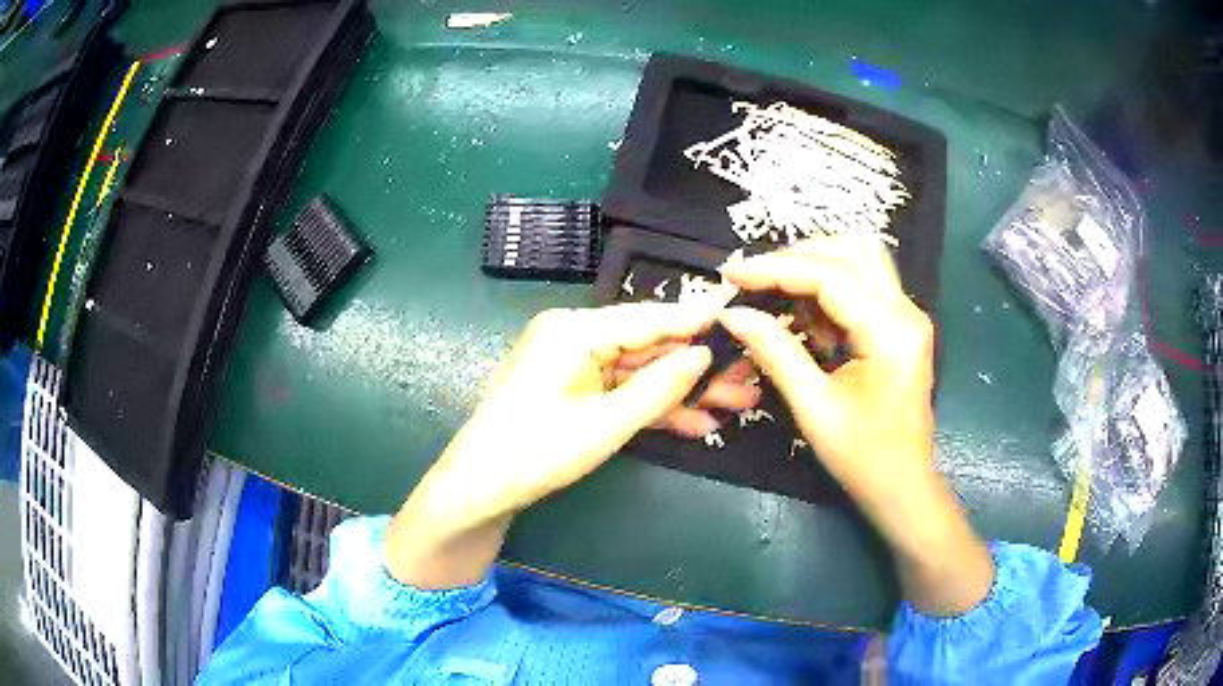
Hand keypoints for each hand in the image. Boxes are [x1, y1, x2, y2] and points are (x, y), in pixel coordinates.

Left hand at [387, 302, 756, 587]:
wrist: (480, 489)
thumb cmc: (537, 453)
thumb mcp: (606, 424)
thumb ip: (660, 386)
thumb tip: (705, 355)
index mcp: (575, 330)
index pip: (651, 317)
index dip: (699, 319)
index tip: (745, 316)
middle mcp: (574, 335)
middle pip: (650, 345)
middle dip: (700, 365)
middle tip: (751, 375)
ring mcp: (573, 363)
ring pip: (641, 370)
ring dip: (685, 390)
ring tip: (739, 403)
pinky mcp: (573, 388)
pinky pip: (623, 390)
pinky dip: (655, 407)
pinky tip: (698, 424)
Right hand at [718, 238, 935, 503]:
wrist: (903, 487)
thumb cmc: (863, 458)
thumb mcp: (813, 408)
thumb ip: (775, 351)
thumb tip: (732, 314)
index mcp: (890, 332)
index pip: (830, 276)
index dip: (775, 269)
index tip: (731, 273)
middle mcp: (905, 311)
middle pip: (851, 251)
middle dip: (797, 258)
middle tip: (754, 281)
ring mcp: (907, 315)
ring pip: (859, 260)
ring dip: (814, 268)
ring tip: (778, 299)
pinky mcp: (900, 325)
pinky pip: (862, 285)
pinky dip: (828, 290)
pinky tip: (807, 321)